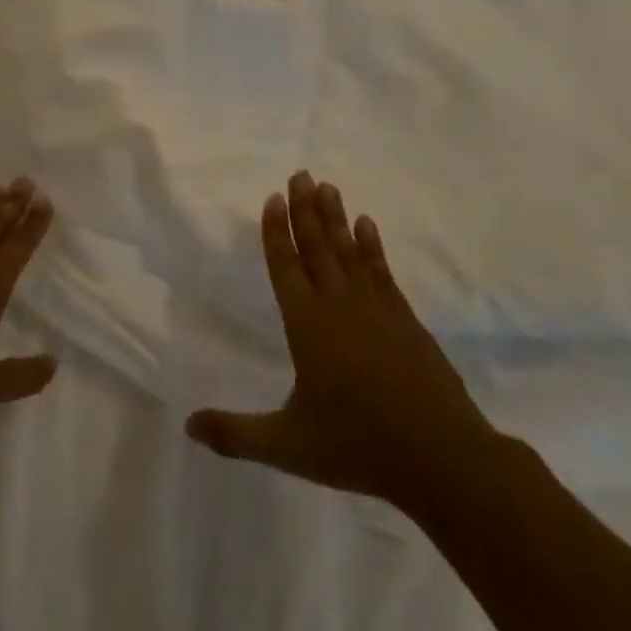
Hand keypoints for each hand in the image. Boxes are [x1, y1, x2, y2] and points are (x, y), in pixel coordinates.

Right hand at [186, 171, 494, 515]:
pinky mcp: (406, 320)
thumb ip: (236, 434)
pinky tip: (368, 226)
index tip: (272, 197)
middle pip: (317, 247)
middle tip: (300, 173)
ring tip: (328, 186)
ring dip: (336, 218)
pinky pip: (381, 271)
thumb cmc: (357, 446)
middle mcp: (339, 306)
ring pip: (349, 251)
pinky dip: (372, 246)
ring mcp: (377, 309)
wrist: (443, 458)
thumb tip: (188, 426)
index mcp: (308, 325)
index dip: (276, 231)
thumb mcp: (287, 446)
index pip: (285, 267)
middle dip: (305, 209)